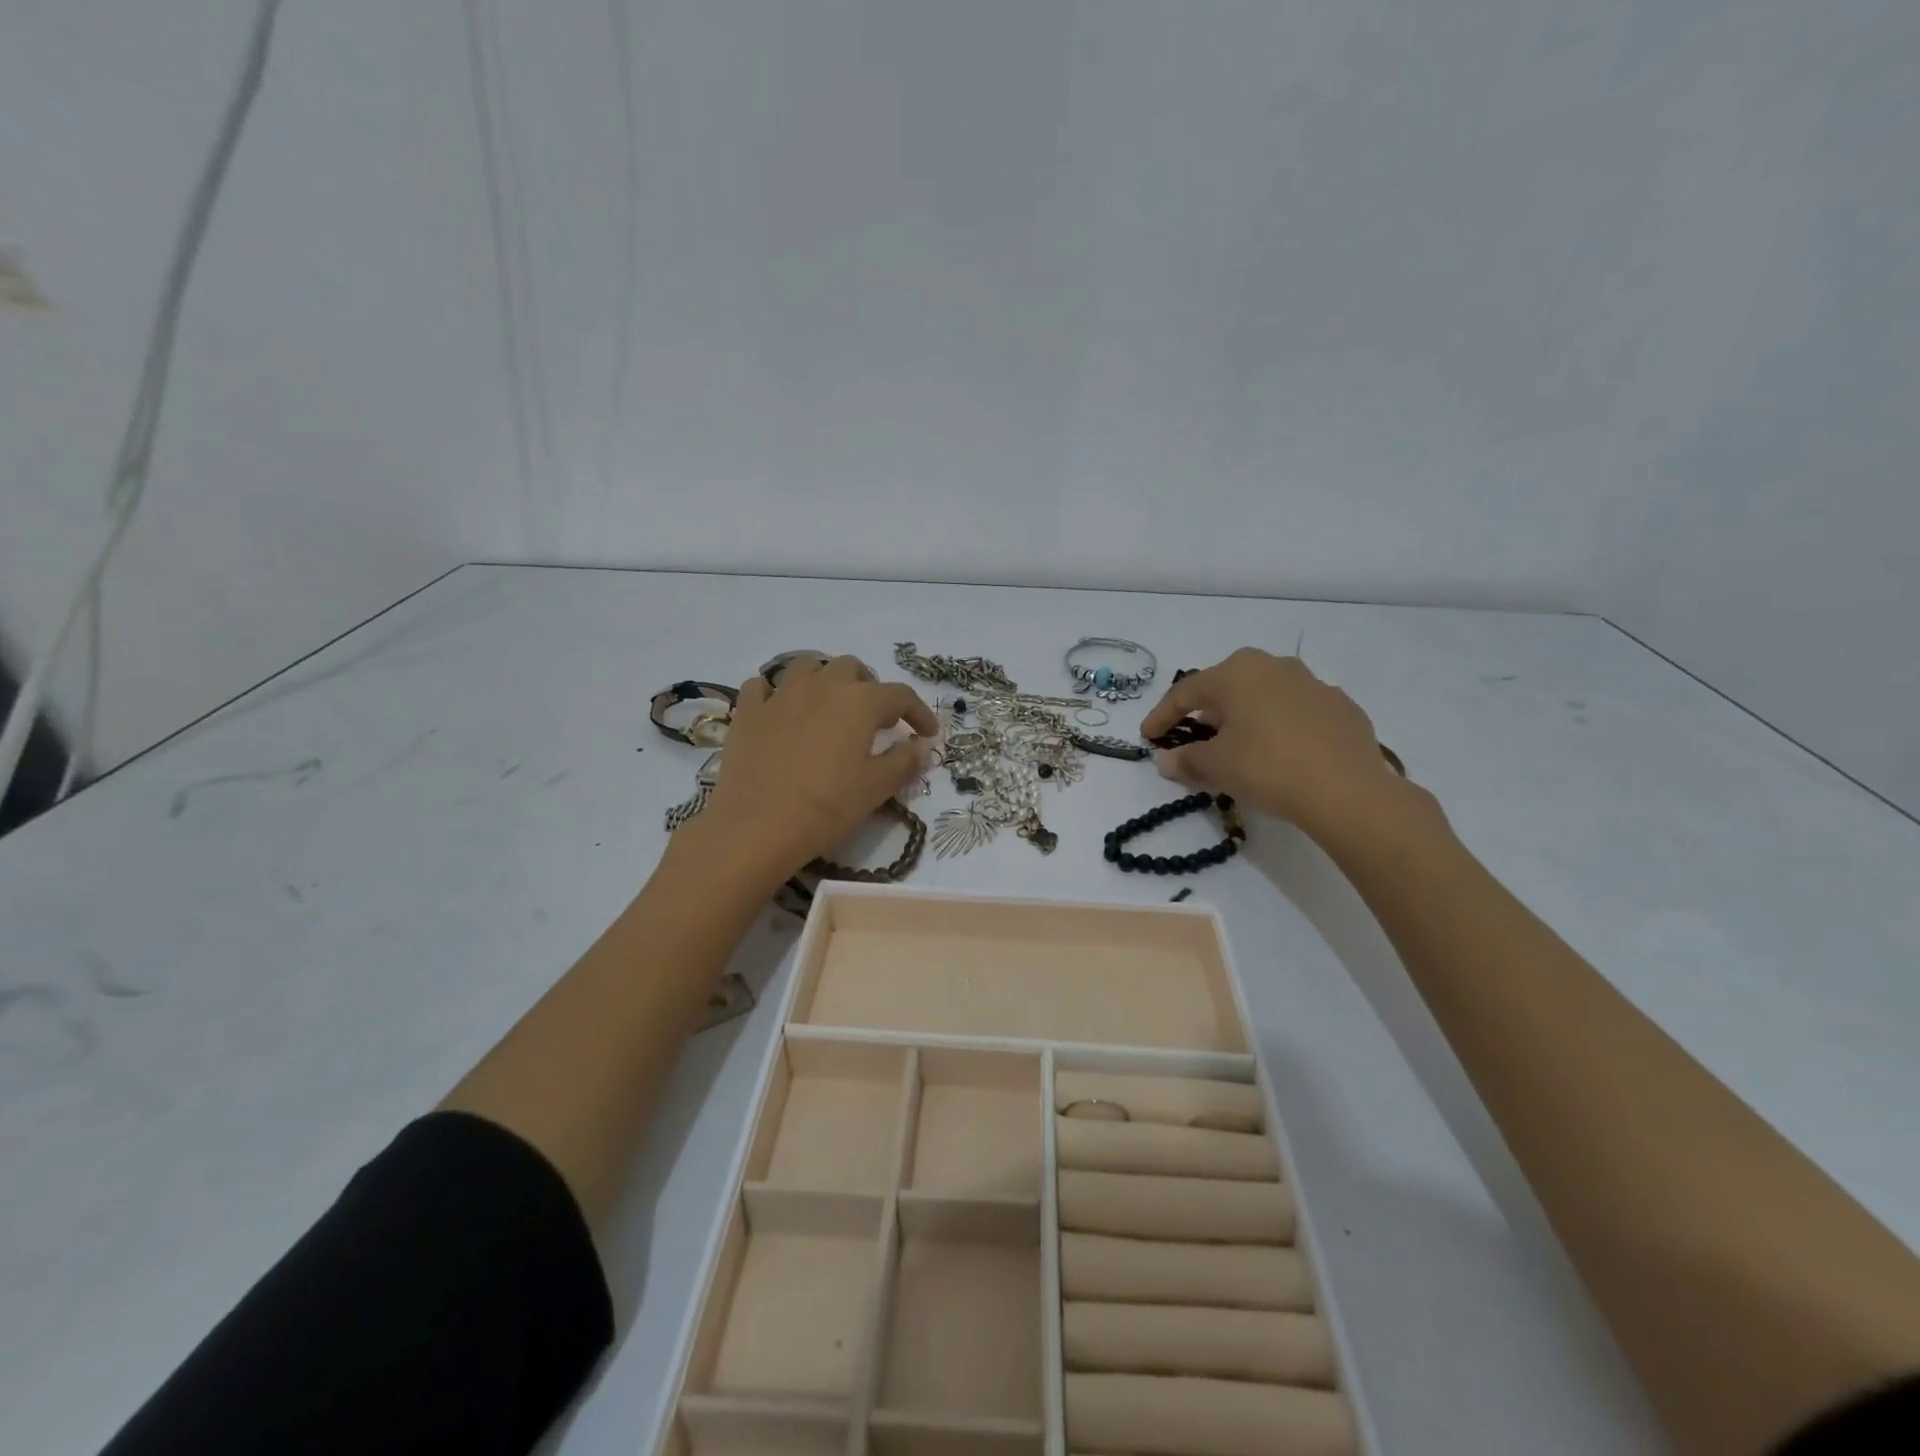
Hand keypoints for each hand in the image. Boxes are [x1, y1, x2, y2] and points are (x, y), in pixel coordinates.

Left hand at [698, 655, 938, 881]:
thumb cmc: (828, 806)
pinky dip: (775, 693)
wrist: (758, 826)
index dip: (919, 712)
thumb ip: (904, 761)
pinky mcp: (747, 711)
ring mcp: (780, 694)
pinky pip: (762, 687)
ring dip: (823, 680)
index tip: (926, 733)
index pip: (900, 695)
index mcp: (860, 701)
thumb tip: (920, 746)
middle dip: (868, 688)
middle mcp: (822, 685)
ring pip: (807, 666)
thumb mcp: (877, 787)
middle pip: (852, 669)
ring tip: (828, 706)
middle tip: (873, 719)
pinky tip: (780, 712)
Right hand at [1140, 648, 1407, 840]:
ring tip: (1239, 746)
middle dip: (1206, 713)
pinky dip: (1280, 728)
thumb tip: (1166, 760)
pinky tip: (1281, 754)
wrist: (1348, 791)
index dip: (1162, 716)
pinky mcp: (1342, 708)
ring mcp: (1313, 684)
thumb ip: (1186, 759)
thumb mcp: (1217, 766)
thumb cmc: (1268, 767)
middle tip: (1194, 738)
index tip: (1147, 737)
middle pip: (1227, 688)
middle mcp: (1274, 667)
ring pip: (1265, 697)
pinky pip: (1297, 713)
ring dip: (1245, 718)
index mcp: (1237, 673)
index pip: (1186, 692)